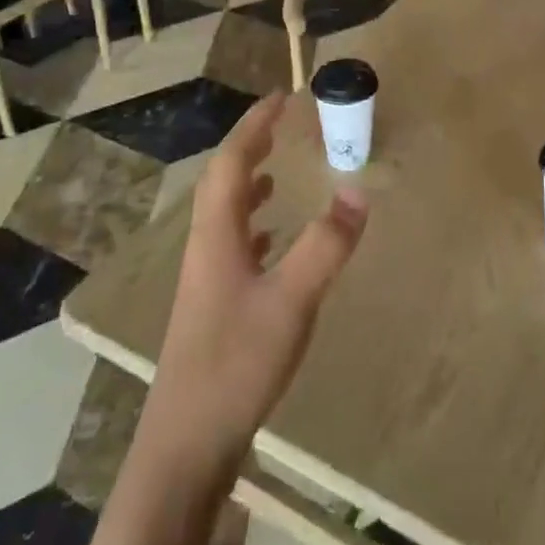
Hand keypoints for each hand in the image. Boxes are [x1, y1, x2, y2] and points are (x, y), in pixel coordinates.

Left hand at [144, 94, 368, 473]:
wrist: (186, 446)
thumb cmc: (236, 365)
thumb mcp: (291, 301)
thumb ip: (325, 246)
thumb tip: (358, 191)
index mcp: (216, 235)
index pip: (230, 162)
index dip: (254, 126)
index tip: (280, 98)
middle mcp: (205, 248)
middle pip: (222, 182)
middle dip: (249, 147)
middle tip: (280, 125)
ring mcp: (205, 280)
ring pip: (224, 214)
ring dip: (247, 183)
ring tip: (275, 171)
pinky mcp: (211, 307)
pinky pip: (231, 245)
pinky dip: (251, 224)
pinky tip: (270, 239)